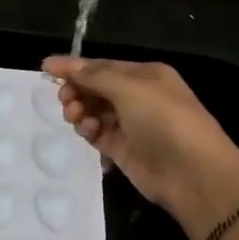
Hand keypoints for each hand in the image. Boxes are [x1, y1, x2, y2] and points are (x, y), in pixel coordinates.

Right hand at [43, 56, 238, 239]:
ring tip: (75, 117)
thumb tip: (65, 65)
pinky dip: (88, 130)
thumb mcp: (129, 88)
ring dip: (81, 110)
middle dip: (77, 90)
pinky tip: (87, 132)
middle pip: (96, 88)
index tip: (45, 68)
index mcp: (145, 75)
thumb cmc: (164, 119)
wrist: (193, 173)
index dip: (74, 66)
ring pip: (94, 111)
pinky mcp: (124, 150)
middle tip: (65, 99)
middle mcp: (138, 97)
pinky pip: (98, 134)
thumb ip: (94, 76)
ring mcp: (132, 125)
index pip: (102, 66)